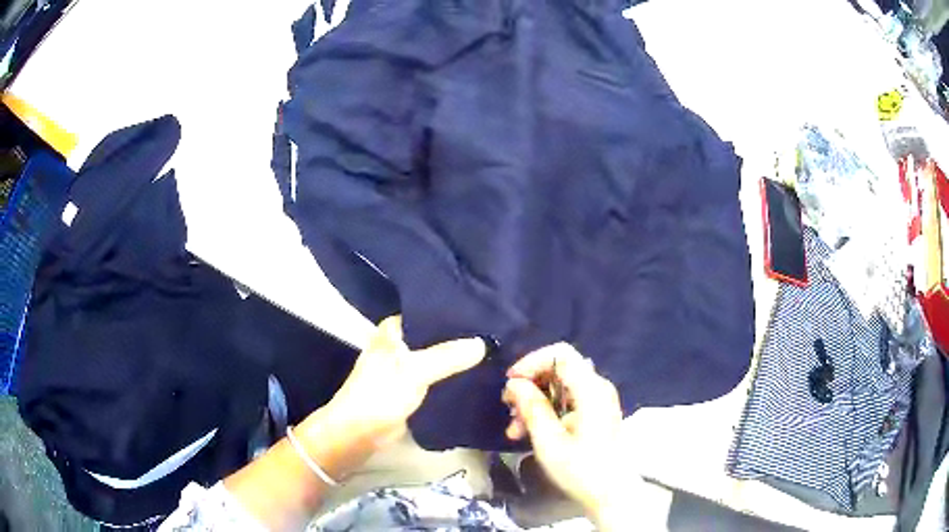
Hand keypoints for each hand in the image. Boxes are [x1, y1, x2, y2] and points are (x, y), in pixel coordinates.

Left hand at [326, 316, 485, 447]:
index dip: (455, 315)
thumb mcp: (414, 371)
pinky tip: (479, 375)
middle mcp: (401, 344)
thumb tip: (482, 343)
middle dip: (462, 339)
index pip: (430, 313)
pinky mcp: (413, 389)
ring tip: (494, 353)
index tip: (486, 315)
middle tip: (496, 336)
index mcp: (395, 329)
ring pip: (439, 359)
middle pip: (437, 337)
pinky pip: (439, 378)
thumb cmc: (380, 394)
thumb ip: (447, 356)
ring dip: (459, 360)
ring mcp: (407, 367)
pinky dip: (454, 378)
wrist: (359, 433)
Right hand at [502, 343, 626, 521]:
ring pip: (558, 387)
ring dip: (533, 403)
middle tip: (508, 408)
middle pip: (558, 369)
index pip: (560, 354)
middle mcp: (597, 388)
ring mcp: (597, 401)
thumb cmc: (582, 470)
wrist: (612, 495)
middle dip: (529, 386)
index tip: (510, 383)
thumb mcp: (550, 442)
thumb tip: (515, 383)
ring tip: (514, 429)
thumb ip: (532, 408)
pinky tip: (528, 432)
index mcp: (591, 390)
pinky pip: (566, 401)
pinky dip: (546, 411)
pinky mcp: (594, 414)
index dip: (532, 362)